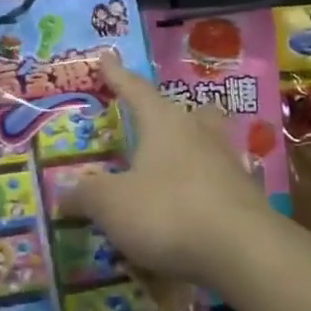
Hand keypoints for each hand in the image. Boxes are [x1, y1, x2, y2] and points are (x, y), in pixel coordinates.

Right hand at [59, 50, 275, 289]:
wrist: (244, 252)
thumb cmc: (168, 212)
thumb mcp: (112, 205)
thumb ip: (86, 195)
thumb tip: (64, 192)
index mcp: (163, 122)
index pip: (135, 90)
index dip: (117, 76)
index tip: (106, 58)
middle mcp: (198, 133)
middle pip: (186, 112)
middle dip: (169, 114)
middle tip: (156, 120)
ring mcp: (228, 164)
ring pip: (209, 144)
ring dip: (192, 150)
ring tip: (173, 166)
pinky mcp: (247, 197)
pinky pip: (219, 183)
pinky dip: (204, 190)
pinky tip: (194, 208)